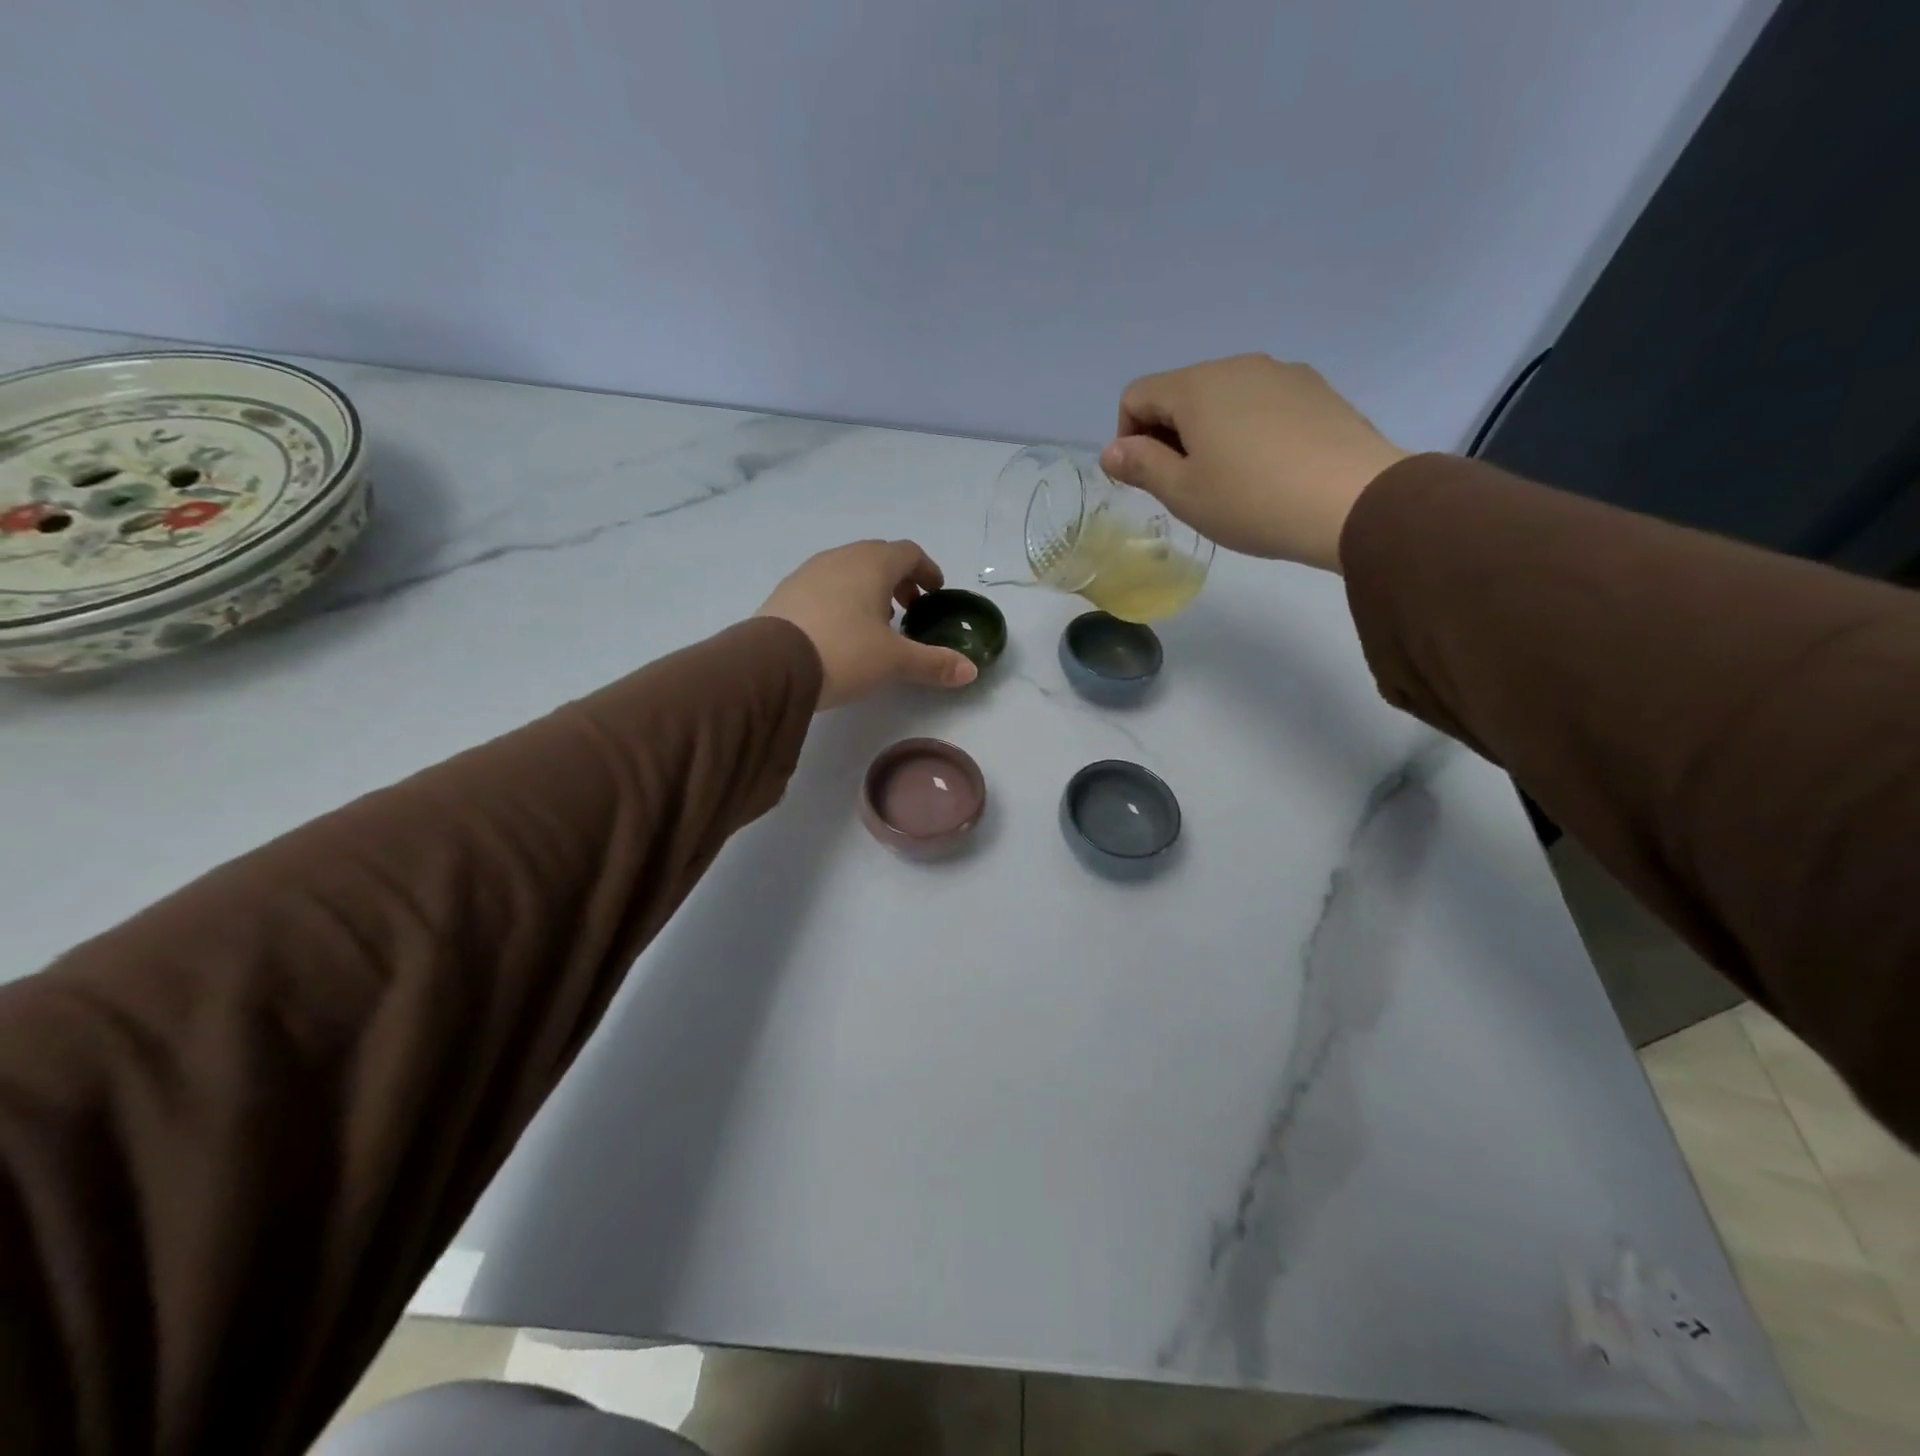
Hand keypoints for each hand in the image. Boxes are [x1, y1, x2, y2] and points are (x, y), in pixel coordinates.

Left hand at [758, 540, 977, 709]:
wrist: (771, 665)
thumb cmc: (844, 652)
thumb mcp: (894, 661)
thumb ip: (934, 663)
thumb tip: (971, 671)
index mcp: (872, 564)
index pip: (908, 552)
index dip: (926, 570)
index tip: (935, 592)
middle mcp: (840, 558)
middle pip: (877, 557)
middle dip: (898, 579)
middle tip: (909, 608)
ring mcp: (808, 572)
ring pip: (848, 569)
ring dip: (868, 588)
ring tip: (875, 622)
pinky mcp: (786, 592)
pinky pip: (824, 585)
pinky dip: (841, 597)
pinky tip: (840, 630)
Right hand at [1099, 354, 1408, 571]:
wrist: (1355, 501)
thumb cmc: (1252, 500)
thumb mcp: (1183, 492)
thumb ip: (1140, 465)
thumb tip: (1112, 451)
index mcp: (1197, 386)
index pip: (1137, 396)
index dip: (1127, 438)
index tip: (1145, 479)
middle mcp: (1237, 365)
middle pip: (1180, 393)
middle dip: (1168, 436)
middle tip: (1186, 487)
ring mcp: (1282, 374)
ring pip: (1222, 398)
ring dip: (1208, 433)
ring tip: (1229, 481)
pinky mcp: (1316, 390)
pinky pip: (1261, 404)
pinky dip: (1247, 430)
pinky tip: (1267, 469)